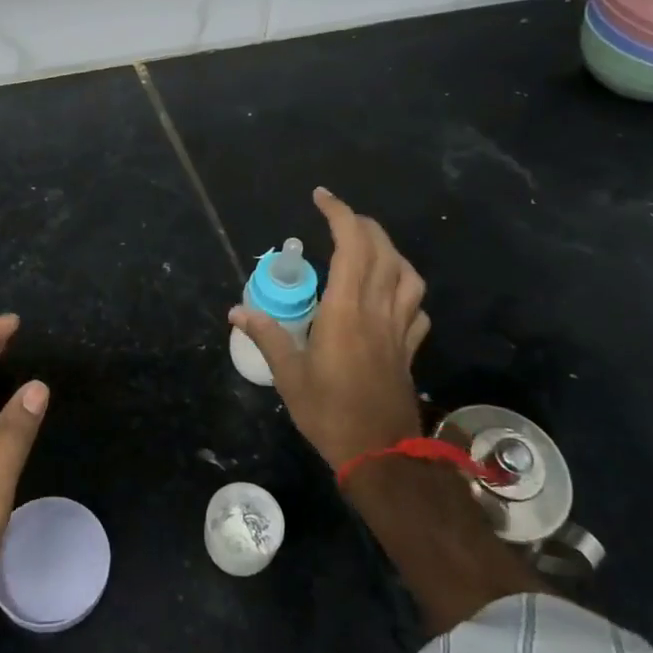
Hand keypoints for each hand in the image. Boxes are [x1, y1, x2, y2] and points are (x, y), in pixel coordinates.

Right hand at [229, 188, 428, 469]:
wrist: (381, 455)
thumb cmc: (330, 413)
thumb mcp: (289, 376)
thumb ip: (266, 336)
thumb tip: (237, 311)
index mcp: (346, 310)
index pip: (351, 245)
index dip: (339, 214)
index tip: (321, 197)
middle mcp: (377, 310)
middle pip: (382, 251)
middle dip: (362, 224)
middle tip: (338, 217)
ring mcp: (399, 328)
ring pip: (406, 274)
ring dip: (389, 250)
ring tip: (368, 247)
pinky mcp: (409, 348)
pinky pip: (416, 307)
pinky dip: (405, 288)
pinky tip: (392, 293)